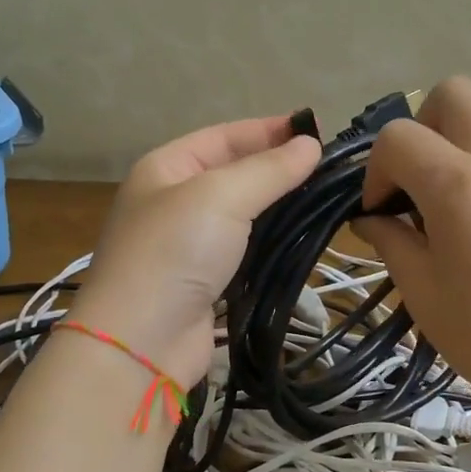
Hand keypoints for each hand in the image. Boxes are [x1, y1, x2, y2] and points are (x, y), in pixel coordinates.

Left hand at [72, 116, 320, 386]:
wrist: (141, 341)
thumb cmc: (175, 253)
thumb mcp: (221, 196)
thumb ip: (268, 170)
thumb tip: (311, 145)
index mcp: (166, 168)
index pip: (223, 136)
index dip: (268, 130)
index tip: (316, 131)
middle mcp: (173, 201)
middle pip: (232, 173)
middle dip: (276, 167)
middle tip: (329, 167)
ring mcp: (187, 244)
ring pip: (240, 214)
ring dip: (277, 206)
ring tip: (324, 198)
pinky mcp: (204, 282)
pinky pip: (243, 250)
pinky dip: (270, 242)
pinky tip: (301, 238)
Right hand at [355, 78, 470, 432]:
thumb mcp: (424, 294)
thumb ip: (391, 241)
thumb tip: (372, 218)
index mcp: (460, 187)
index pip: (397, 138)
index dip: (376, 171)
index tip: (381, 212)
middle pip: (453, 92)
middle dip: (423, 127)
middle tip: (420, 181)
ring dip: (468, 127)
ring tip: (464, 179)